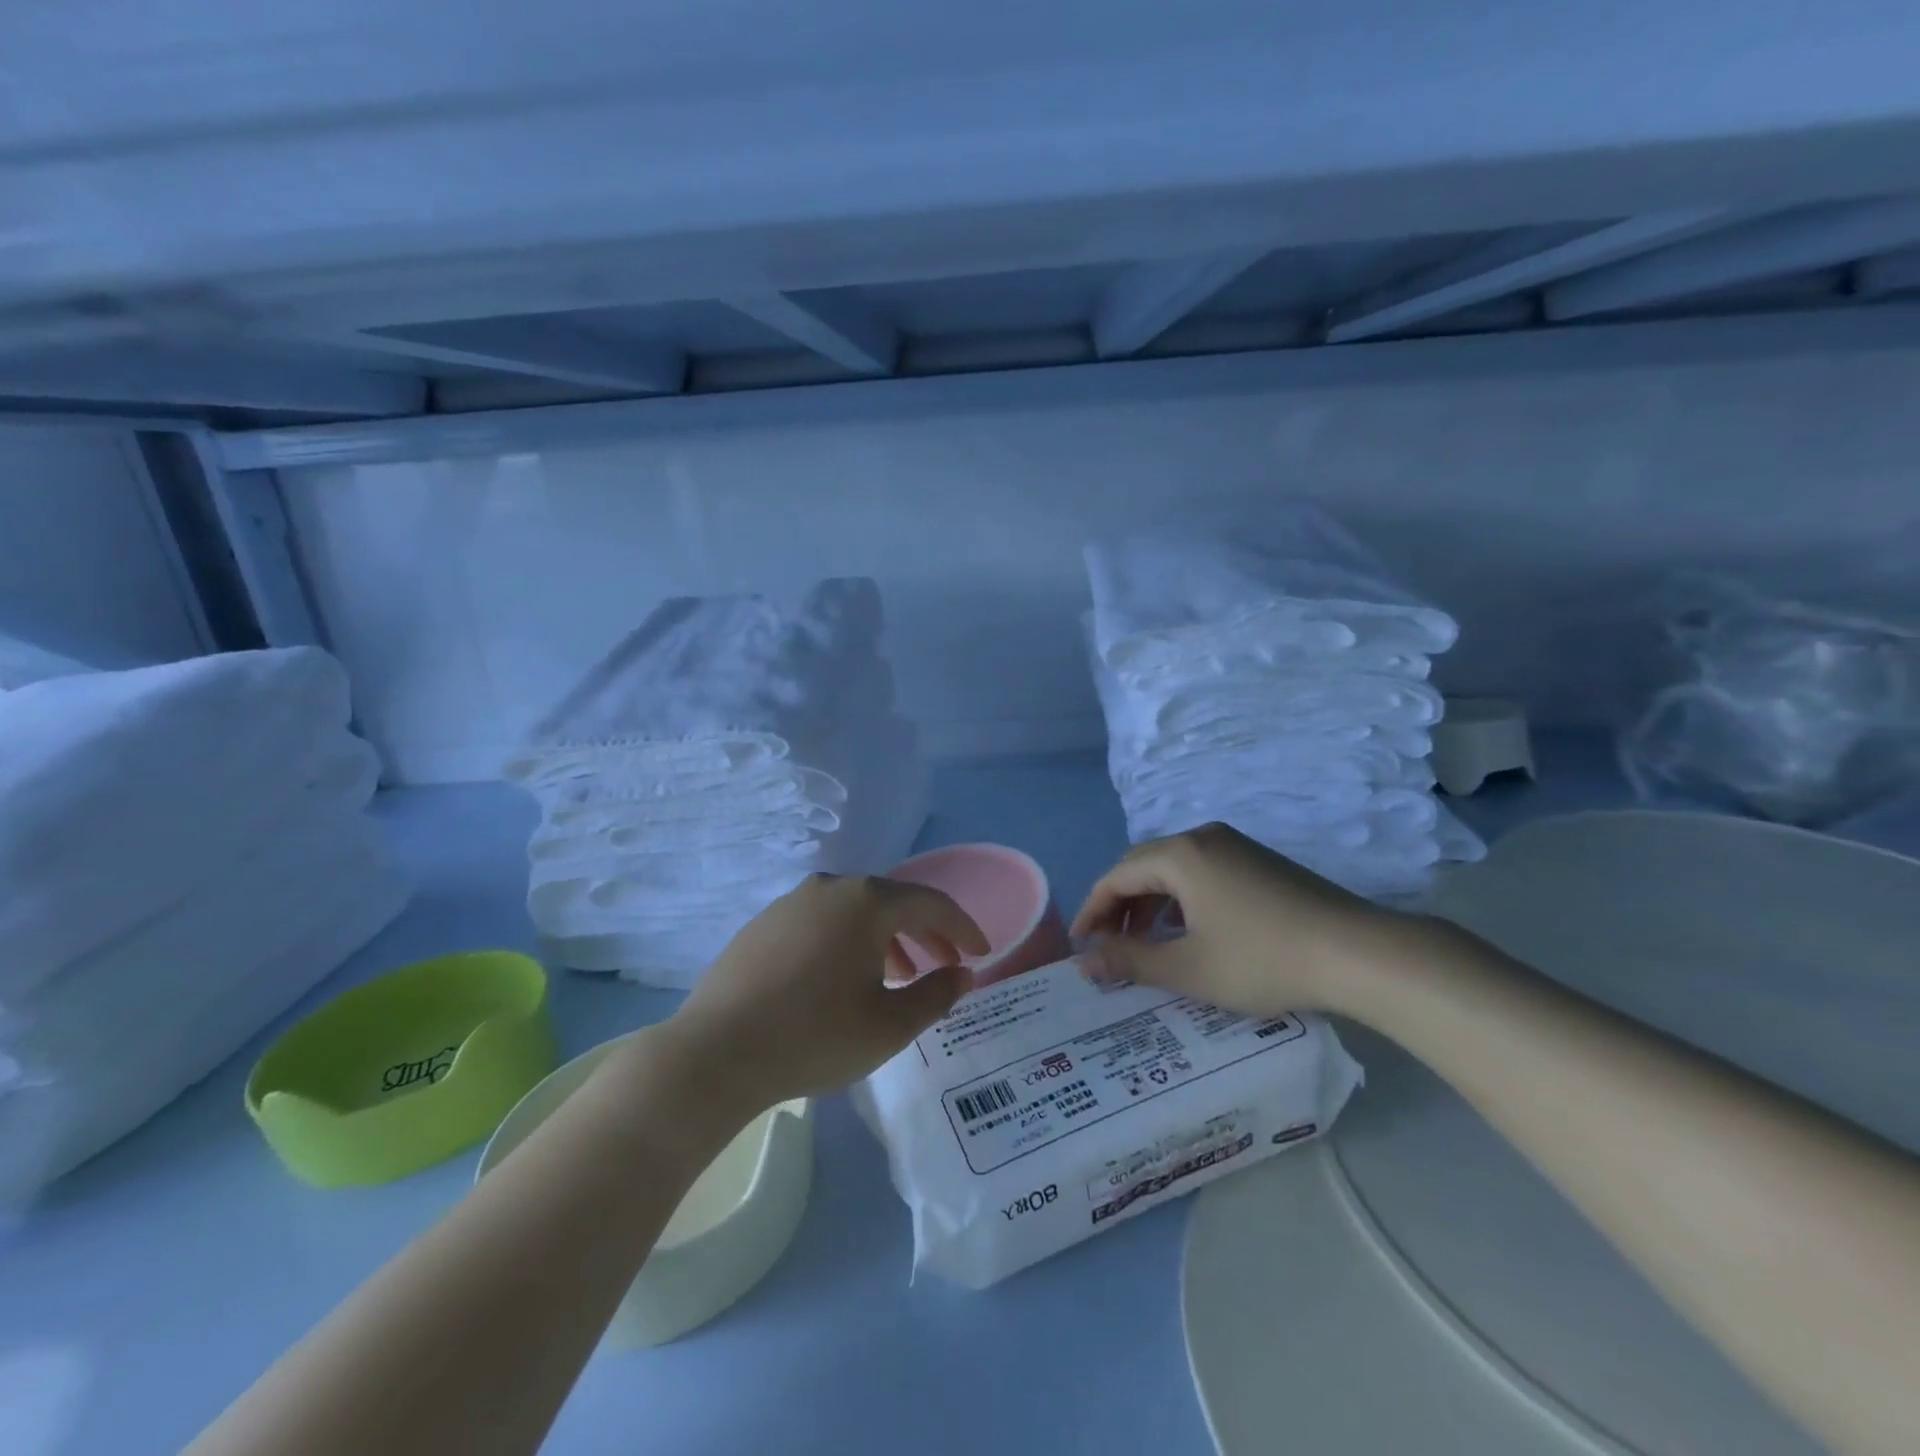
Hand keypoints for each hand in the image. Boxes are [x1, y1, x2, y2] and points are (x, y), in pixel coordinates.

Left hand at [667, 872, 989, 1110]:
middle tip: (944, 966)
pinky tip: (844, 978)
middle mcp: (831, 887)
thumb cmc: (814, 1036)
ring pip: (855, 911)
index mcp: (866, 901)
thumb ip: (935, 995)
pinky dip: (848, 941)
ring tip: (898, 976)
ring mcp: (791, 902)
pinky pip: (823, 922)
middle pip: (892, 902)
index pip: (931, 903)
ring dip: (886, 938)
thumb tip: (962, 974)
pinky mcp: (764, 923)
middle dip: (925, 933)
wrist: (715, 1053)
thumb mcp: (889, 1025)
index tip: (982, 954)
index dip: (962, 928)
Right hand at [1071, 822, 1415, 1017]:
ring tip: (1144, 942)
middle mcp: (1203, 837)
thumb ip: (1130, 961)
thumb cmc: (1262, 959)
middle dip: (1119, 904)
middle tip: (1108, 944)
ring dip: (1150, 902)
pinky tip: (1188, 930)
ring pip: (1174, 868)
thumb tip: (1084, 961)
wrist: (1358, 953)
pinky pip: (1201, 871)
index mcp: (1180, 855)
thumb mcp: (1188, 968)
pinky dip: (1181, 898)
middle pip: (1143, 865)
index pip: (1116, 876)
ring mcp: (1235, 846)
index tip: (1080, 945)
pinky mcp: (1259, 861)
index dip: (1092, 910)